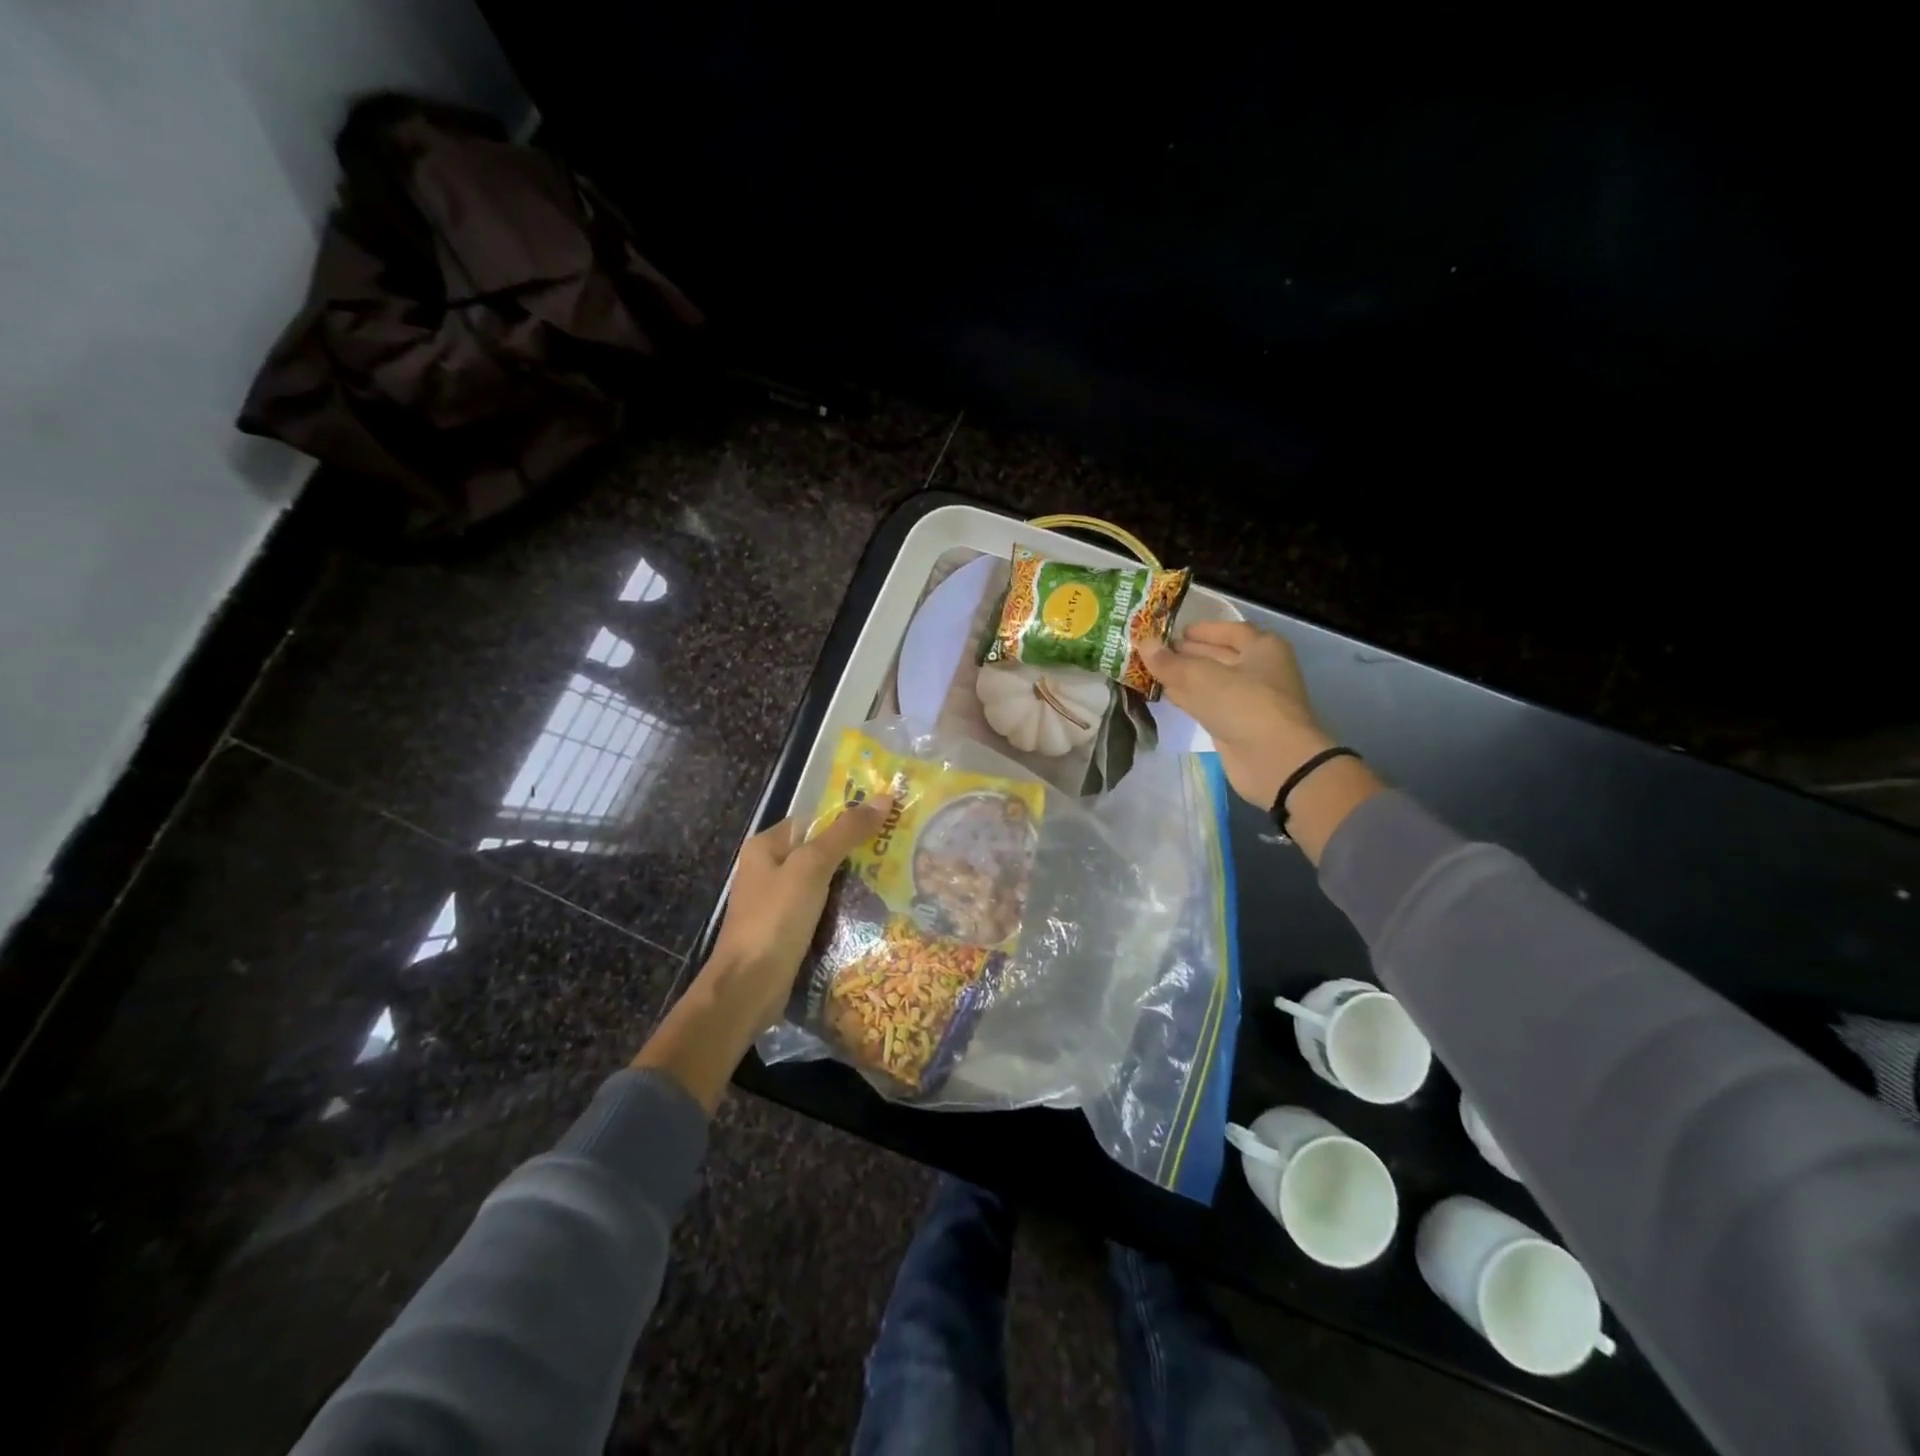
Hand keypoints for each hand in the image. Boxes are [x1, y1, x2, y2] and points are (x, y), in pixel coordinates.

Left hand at [705, 796, 892, 1030]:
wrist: (748, 987)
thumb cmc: (775, 919)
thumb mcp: (812, 867)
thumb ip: (845, 833)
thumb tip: (884, 797)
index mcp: (766, 846)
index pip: (814, 820)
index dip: (848, 818)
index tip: (887, 821)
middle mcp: (769, 869)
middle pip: (820, 851)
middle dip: (856, 852)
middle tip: (898, 852)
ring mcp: (777, 903)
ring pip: (823, 883)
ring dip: (853, 883)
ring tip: (895, 879)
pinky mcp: (787, 931)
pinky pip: (821, 910)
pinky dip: (843, 909)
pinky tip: (872, 913)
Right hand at [1141, 622, 1328, 808]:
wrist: (1273, 760)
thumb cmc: (1243, 704)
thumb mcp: (1201, 676)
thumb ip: (1169, 661)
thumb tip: (1143, 643)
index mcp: (1262, 647)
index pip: (1228, 630)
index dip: (1200, 629)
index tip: (1171, 632)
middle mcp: (1259, 669)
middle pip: (1219, 655)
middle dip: (1187, 653)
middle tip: (1153, 651)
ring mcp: (1248, 699)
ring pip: (1211, 682)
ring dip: (1183, 677)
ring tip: (1151, 671)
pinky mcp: (1236, 725)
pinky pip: (1208, 704)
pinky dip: (1188, 698)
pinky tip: (1165, 694)